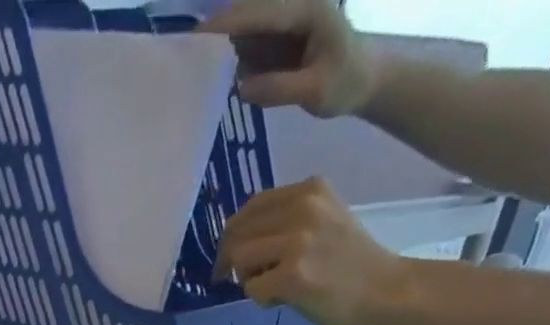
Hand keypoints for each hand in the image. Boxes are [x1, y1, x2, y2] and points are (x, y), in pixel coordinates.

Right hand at [200, 0, 380, 116]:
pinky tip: (218, 79)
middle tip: (186, 57)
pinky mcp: (275, 41)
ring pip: (243, 32)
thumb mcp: (315, 91)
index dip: (228, 22)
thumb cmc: (345, 82)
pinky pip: (248, 48)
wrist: (363, 79)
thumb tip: (241, 87)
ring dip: (222, 51)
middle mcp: (291, 8)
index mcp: (305, 9)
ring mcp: (282, 24)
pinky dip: (233, 61)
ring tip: (196, 74)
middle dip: (218, 33)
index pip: (260, 13)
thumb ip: (279, 88)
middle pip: (247, 16)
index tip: (197, 36)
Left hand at [215, 178, 404, 324]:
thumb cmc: (352, 264)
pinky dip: (260, 299)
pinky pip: (252, 288)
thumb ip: (287, 222)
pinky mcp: (293, 275)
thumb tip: (240, 242)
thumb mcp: (324, 222)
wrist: (385, 290)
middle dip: (231, 260)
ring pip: (240, 258)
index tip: (229, 258)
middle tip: (234, 280)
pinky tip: (282, 300)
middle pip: (238, 232)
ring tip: (272, 288)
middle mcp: (303, 207)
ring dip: (247, 278)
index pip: (251, 207)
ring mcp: (297, 241)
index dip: (233, 235)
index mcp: (309, 190)